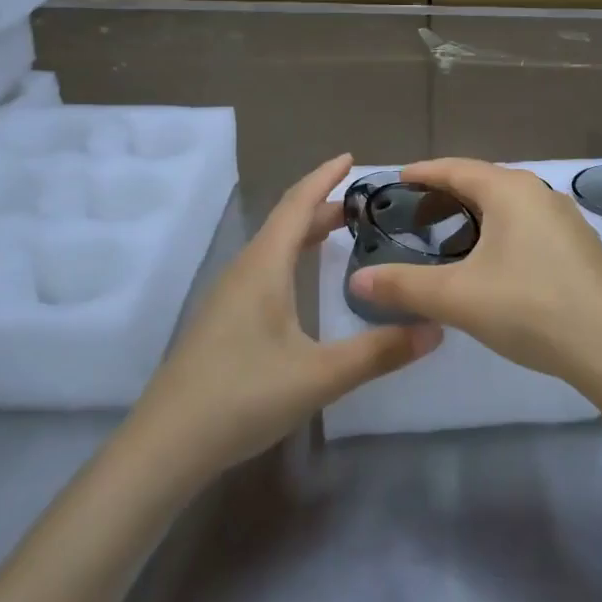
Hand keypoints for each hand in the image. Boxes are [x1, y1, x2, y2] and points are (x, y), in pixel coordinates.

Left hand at [129, 154, 441, 479]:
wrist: (166, 443)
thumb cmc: (243, 396)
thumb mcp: (319, 375)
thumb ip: (378, 352)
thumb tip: (435, 329)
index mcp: (264, 266)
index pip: (297, 204)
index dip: (325, 177)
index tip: (352, 158)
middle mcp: (245, 270)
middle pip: (286, 222)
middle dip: (323, 205)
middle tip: (365, 204)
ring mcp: (229, 295)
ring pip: (272, 246)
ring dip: (305, 231)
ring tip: (340, 232)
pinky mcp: (223, 319)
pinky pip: (264, 268)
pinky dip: (291, 256)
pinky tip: (302, 282)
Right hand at [348, 158, 601, 385]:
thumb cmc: (530, 308)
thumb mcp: (458, 298)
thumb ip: (404, 286)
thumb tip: (356, 280)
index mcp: (510, 191)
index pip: (455, 168)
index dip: (422, 173)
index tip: (395, 180)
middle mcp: (540, 192)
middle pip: (482, 182)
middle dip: (445, 195)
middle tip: (413, 217)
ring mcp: (565, 218)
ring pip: (508, 205)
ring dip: (475, 215)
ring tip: (449, 240)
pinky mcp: (580, 245)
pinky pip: (528, 224)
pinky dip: (500, 231)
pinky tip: (493, 263)